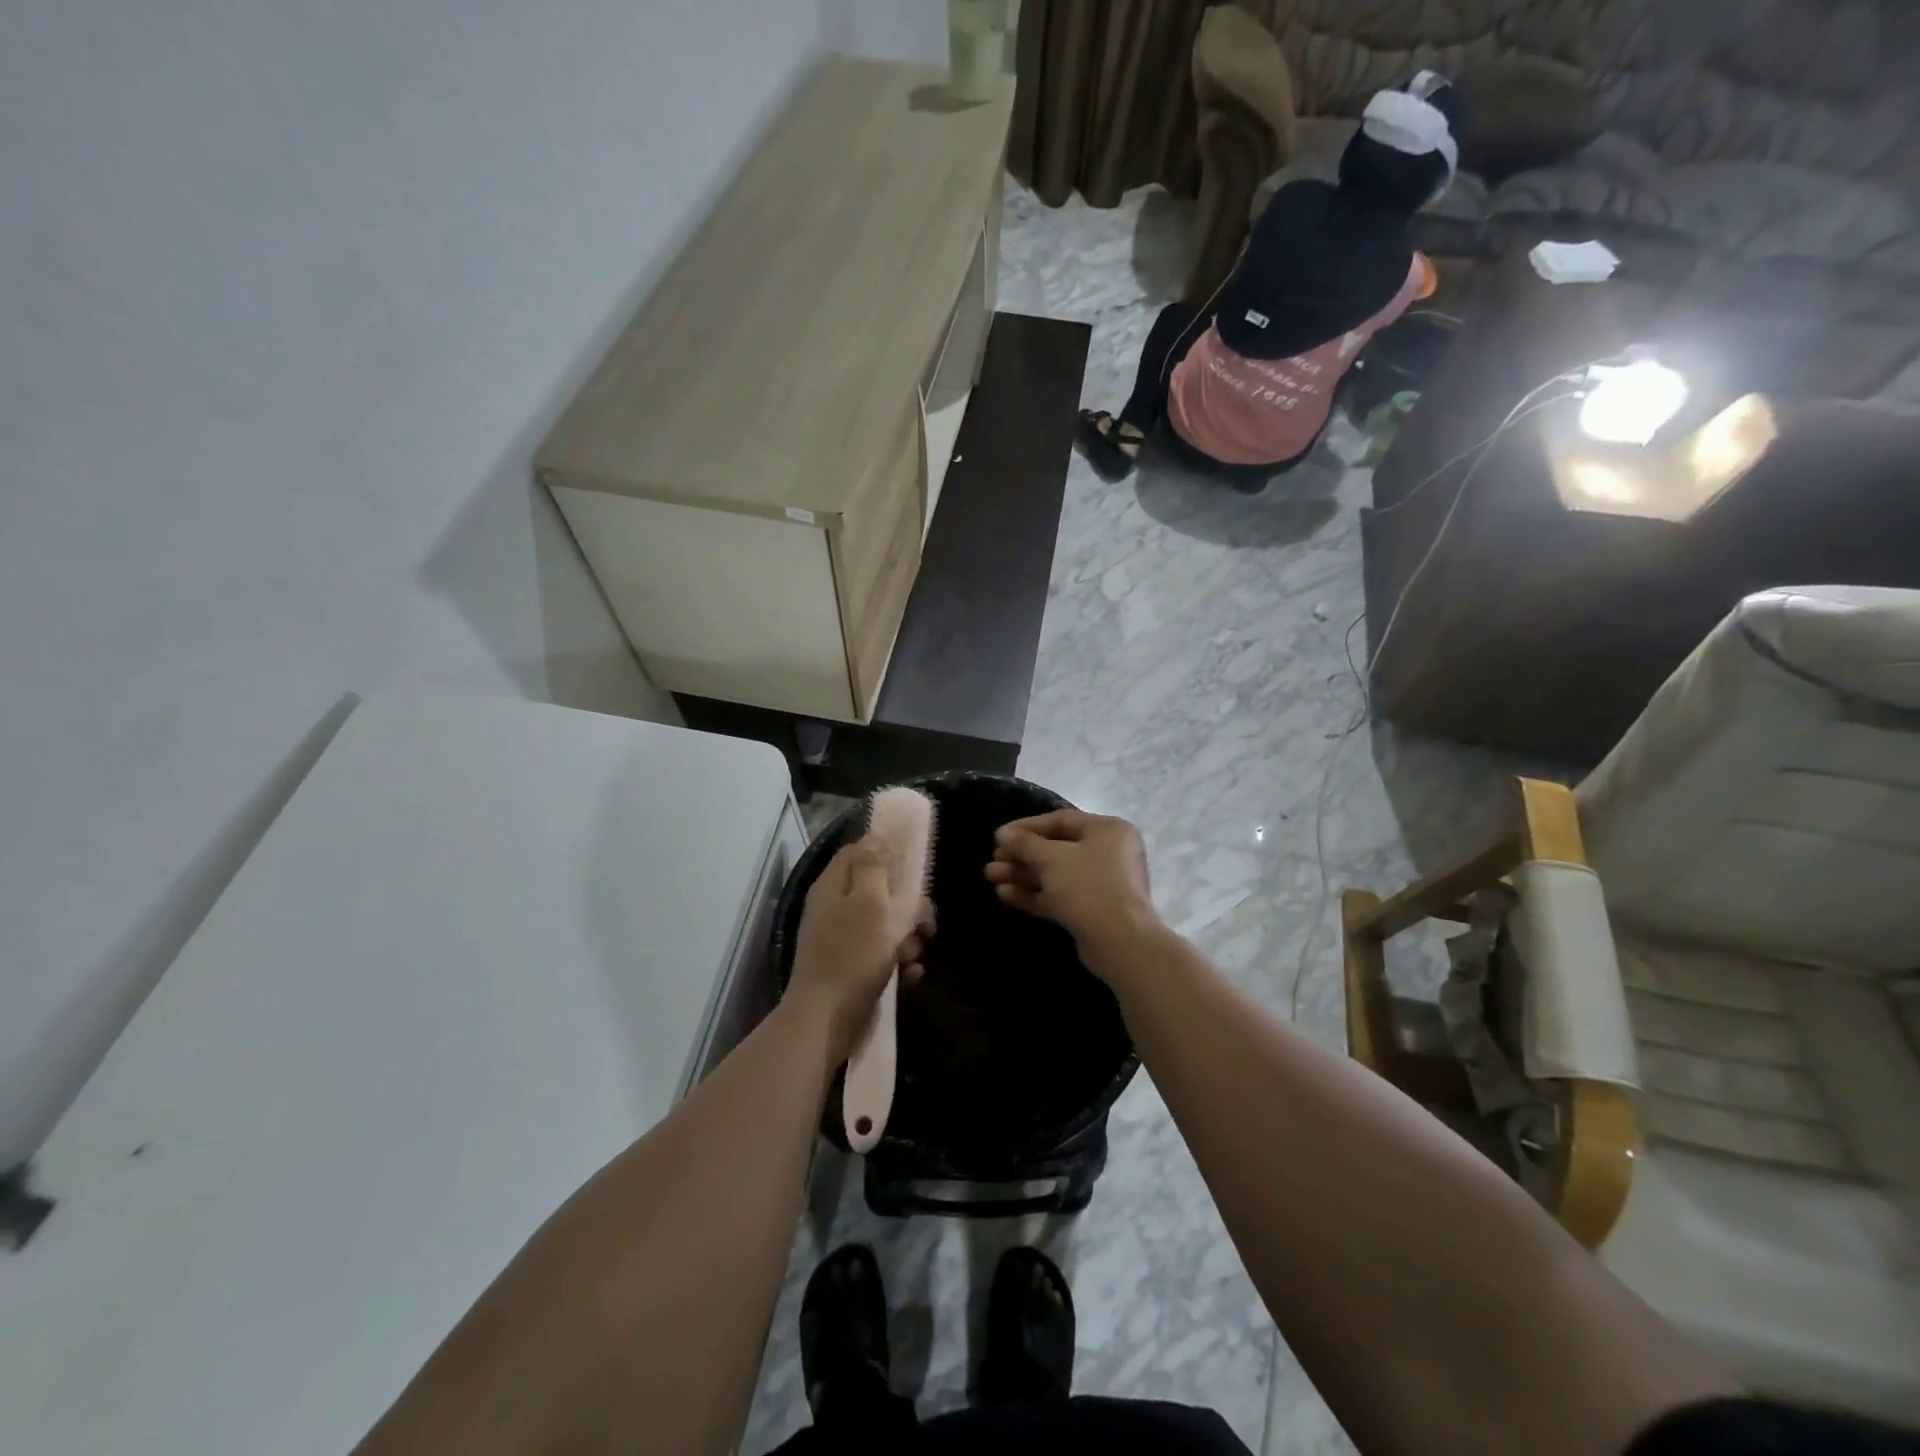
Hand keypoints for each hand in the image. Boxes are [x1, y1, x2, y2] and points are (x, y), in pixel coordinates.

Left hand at [787, 841, 932, 1061]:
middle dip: (909, 905)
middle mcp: (834, 908)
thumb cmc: (852, 954)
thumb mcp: (869, 902)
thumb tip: (873, 837)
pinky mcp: (850, 969)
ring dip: (907, 938)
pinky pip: (881, 956)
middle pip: (878, 890)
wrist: (826, 1020)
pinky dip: (898, 963)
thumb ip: (873, 866)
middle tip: (928, 922)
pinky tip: (911, 976)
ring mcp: (841, 940)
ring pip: (884, 925)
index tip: (915, 864)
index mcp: (833, 886)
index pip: (858, 851)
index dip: (886, 851)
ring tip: (915, 956)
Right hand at [984, 811, 1161, 970]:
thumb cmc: (1088, 887)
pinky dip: (1034, 893)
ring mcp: (1101, 883)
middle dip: (1021, 854)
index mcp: (1107, 830)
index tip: (998, 835)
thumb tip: (1003, 834)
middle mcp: (1108, 853)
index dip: (1026, 827)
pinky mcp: (1092, 910)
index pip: (1060, 821)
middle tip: (993, 858)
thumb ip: (1025, 843)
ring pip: (1055, 874)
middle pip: (1056, 848)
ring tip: (990, 876)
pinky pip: (1059, 895)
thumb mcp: (1052, 859)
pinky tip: (1004, 894)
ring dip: (1023, 874)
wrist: (1120, 943)